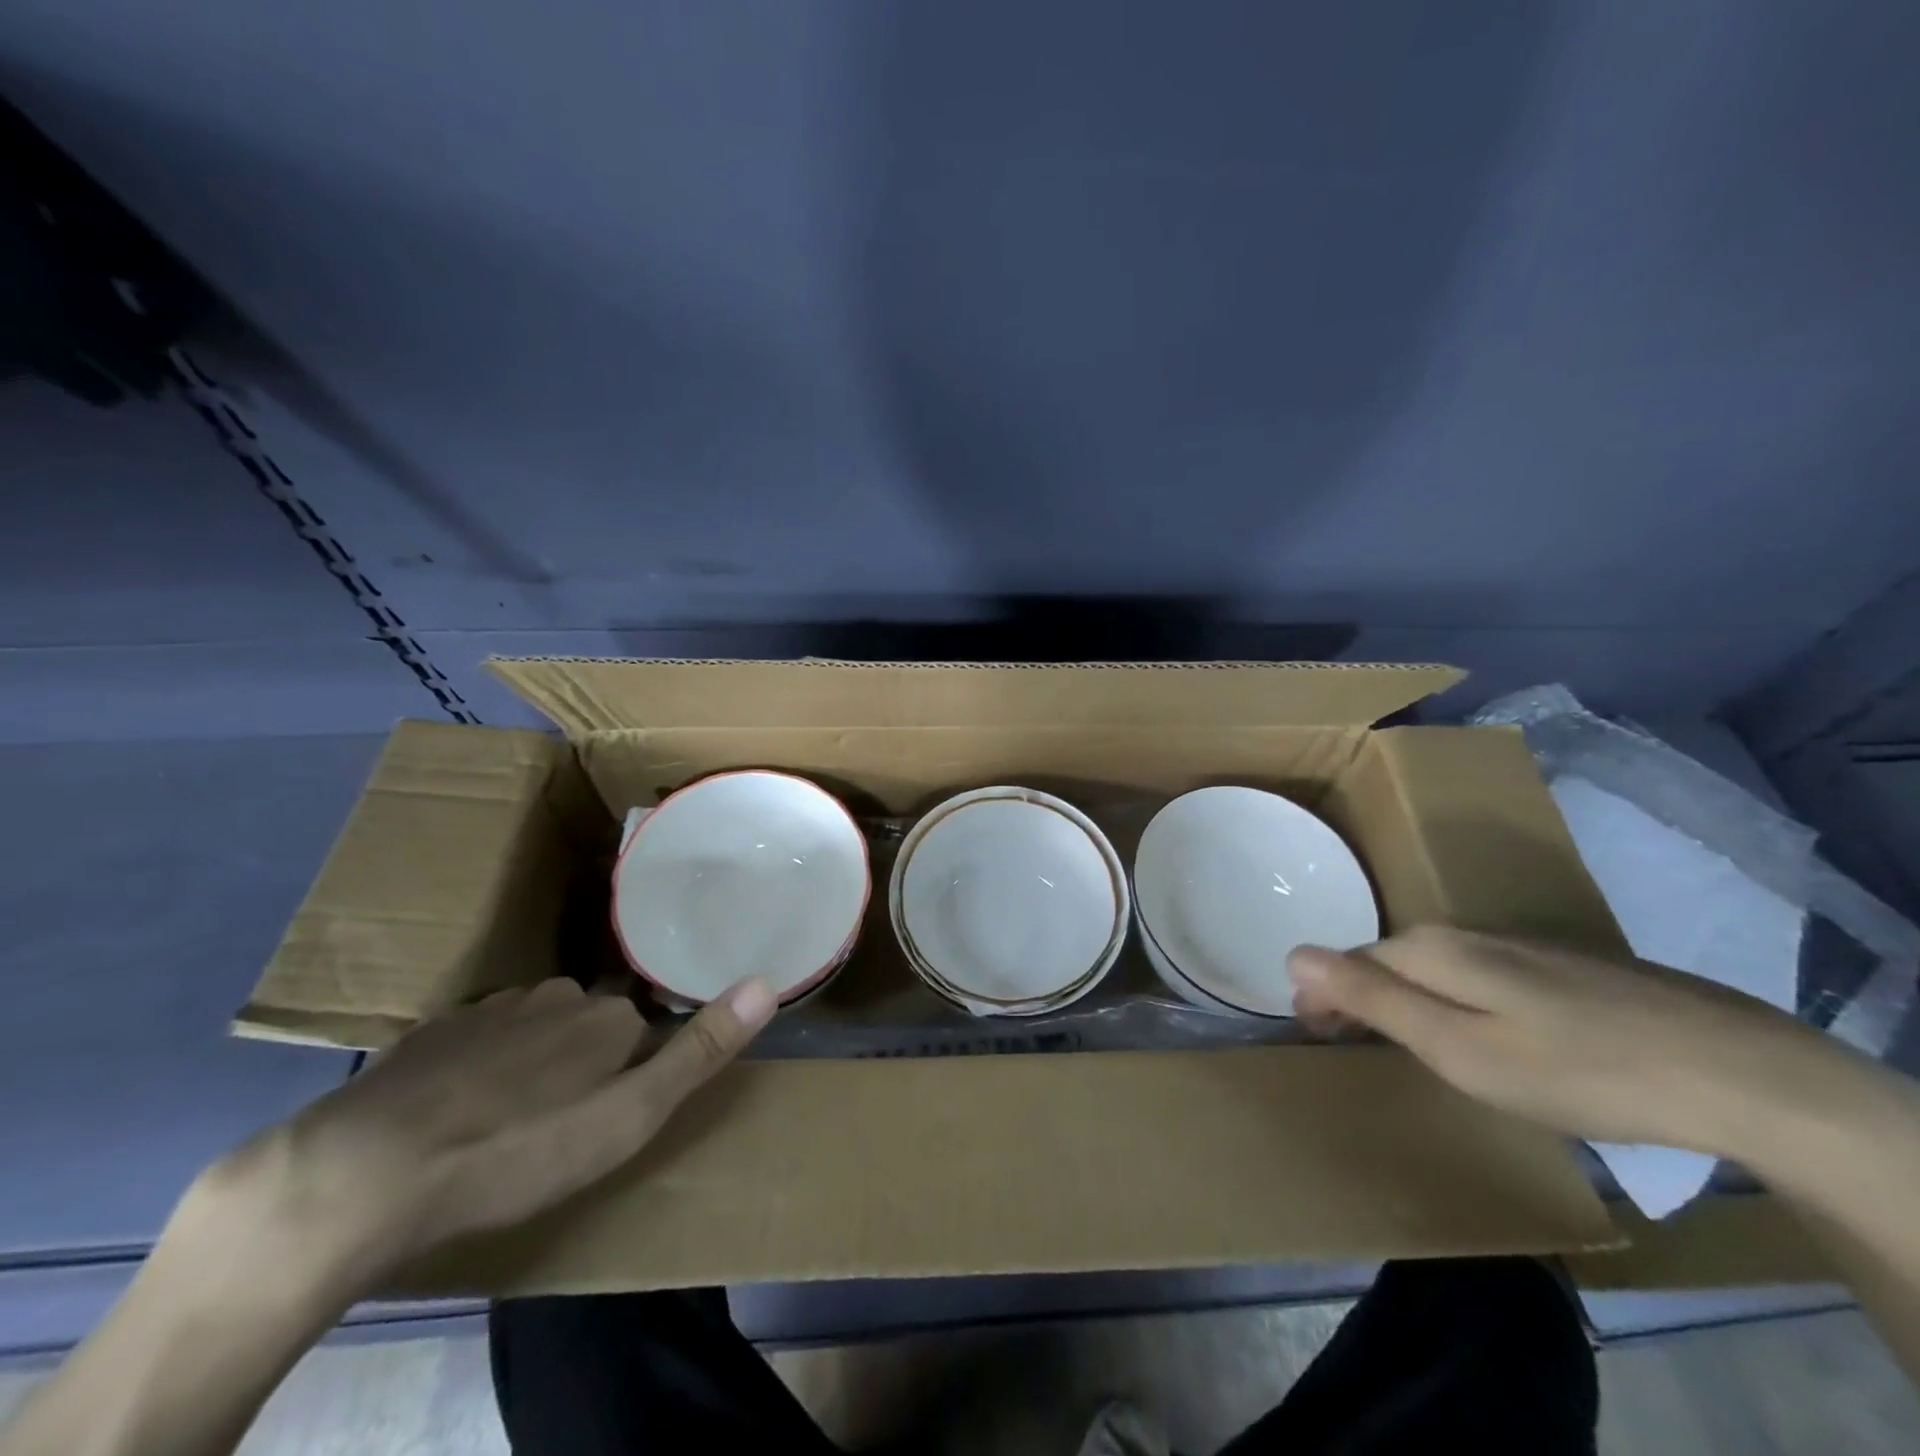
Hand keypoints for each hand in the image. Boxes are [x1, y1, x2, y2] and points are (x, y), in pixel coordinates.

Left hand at [192, 976, 776, 1294]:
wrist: (365, 1173)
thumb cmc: (518, 1151)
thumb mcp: (627, 1118)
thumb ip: (698, 1051)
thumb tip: (767, 982)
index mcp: (607, 1017)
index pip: (642, 1026)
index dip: (636, 1065)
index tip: (618, 1103)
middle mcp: (556, 997)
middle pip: (589, 1021)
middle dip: (585, 1059)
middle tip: (565, 1120)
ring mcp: (490, 1010)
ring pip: (534, 1026)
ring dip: (535, 1059)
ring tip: (513, 1117)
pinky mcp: (433, 1033)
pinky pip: (479, 1037)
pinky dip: (482, 1062)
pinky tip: (458, 1107)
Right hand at [1287, 926, 1841, 1157]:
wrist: (1736, 1072)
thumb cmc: (1576, 1069)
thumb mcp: (1458, 1047)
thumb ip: (1372, 999)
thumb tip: (1293, 953)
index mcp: (1430, 949)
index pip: (1347, 961)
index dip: (1323, 997)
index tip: (1314, 1035)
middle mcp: (1464, 934)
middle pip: (1386, 959)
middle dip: (1357, 995)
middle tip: (1350, 1042)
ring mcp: (1516, 946)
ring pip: (1431, 967)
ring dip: (1404, 997)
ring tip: (1405, 1041)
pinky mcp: (1558, 966)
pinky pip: (1475, 976)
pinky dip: (1452, 1000)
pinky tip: (1479, 1032)